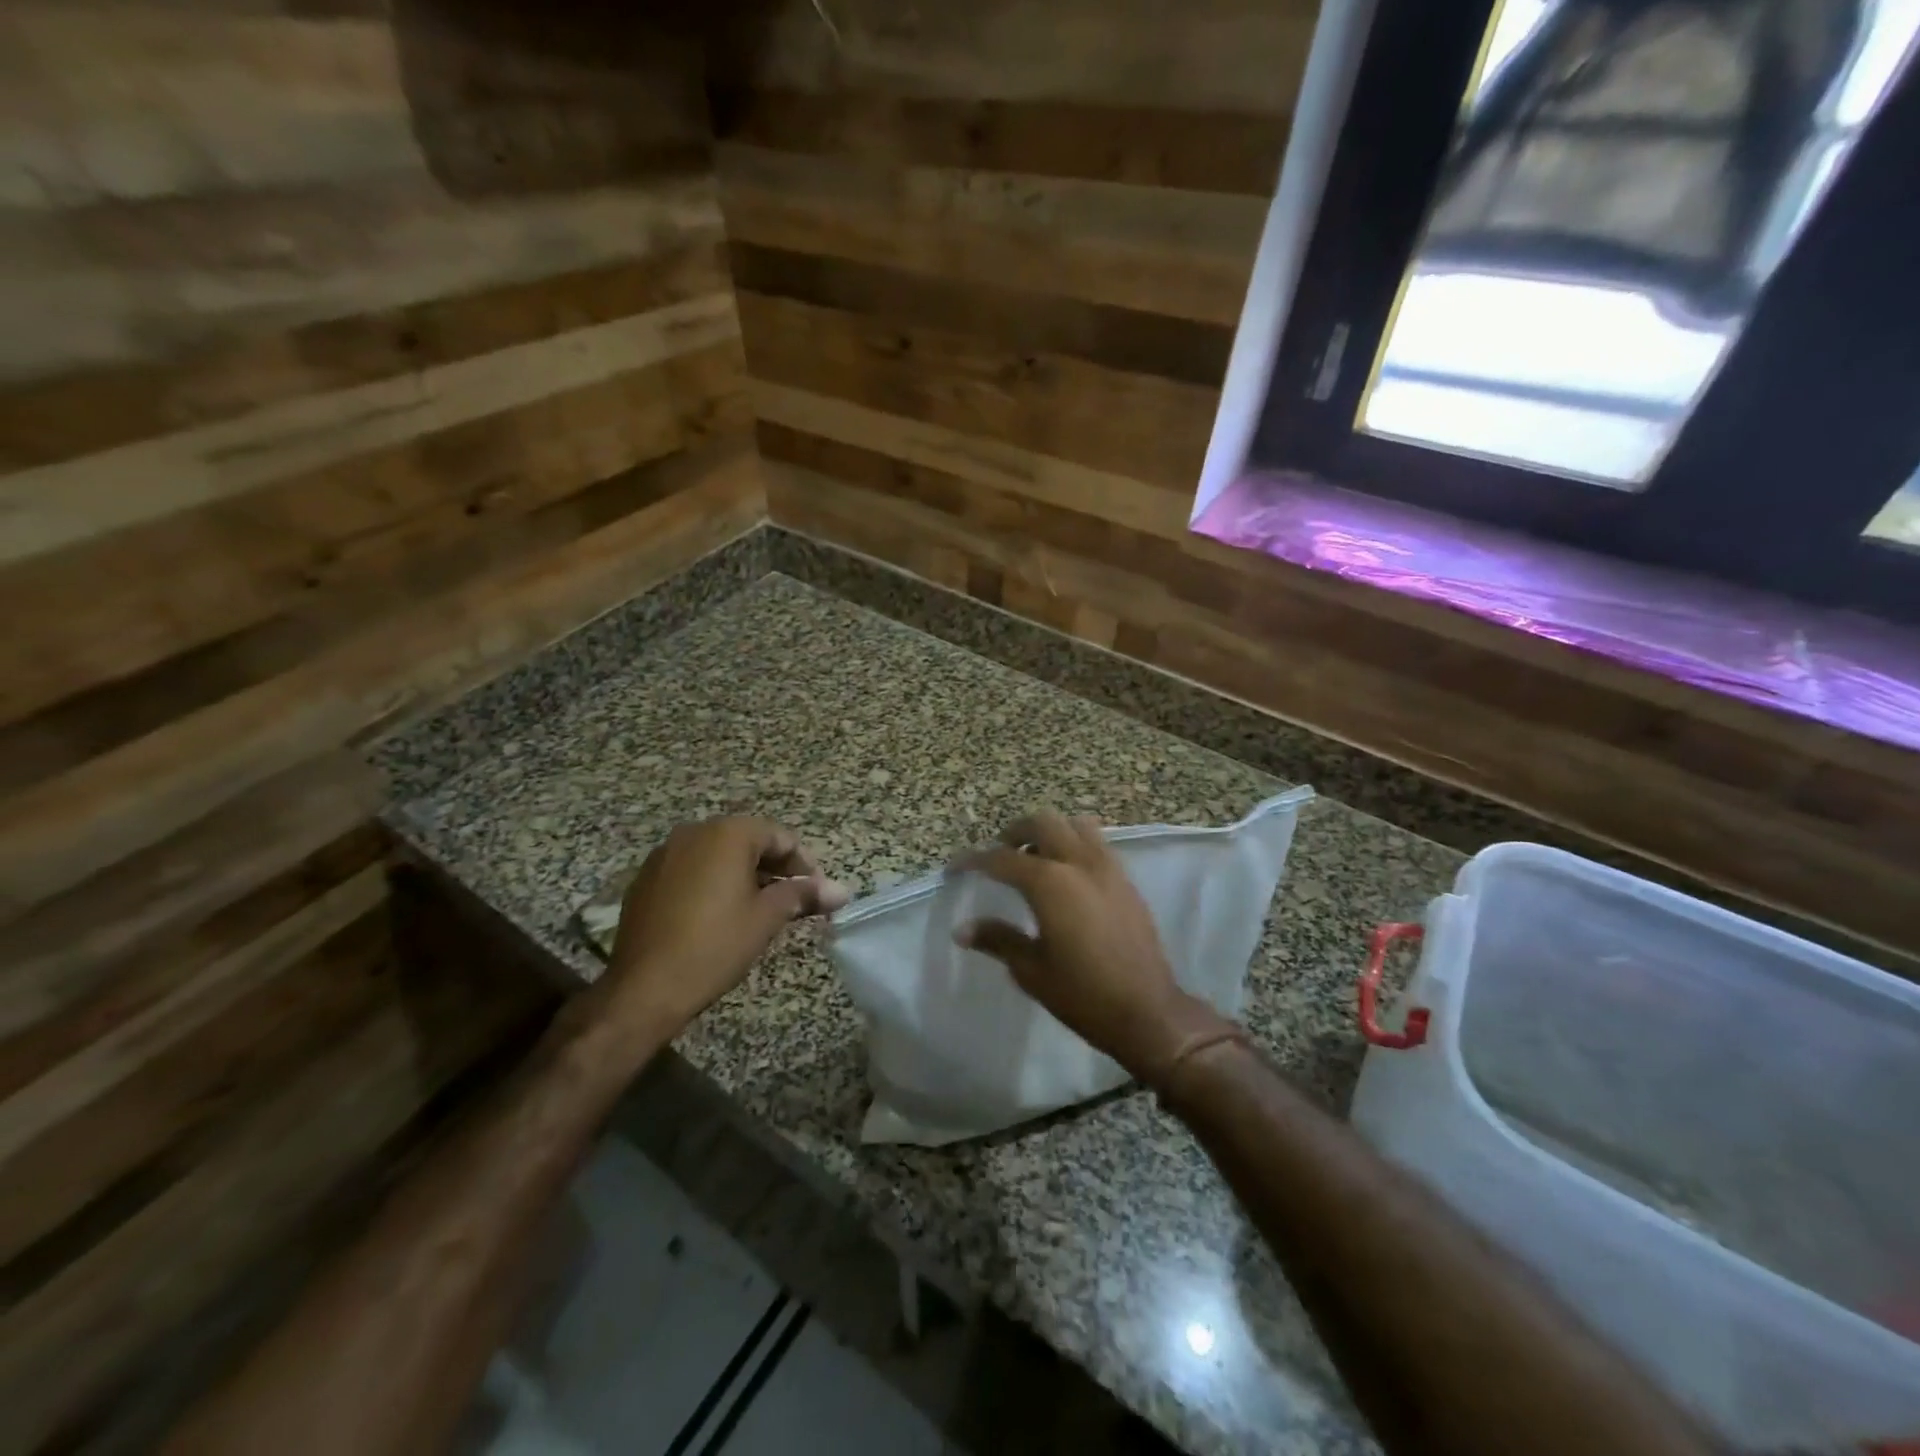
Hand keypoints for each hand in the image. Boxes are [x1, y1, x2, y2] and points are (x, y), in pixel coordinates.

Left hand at [601, 817, 847, 1037]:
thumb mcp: (766, 918)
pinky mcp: (646, 879)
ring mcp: (665, 854)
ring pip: (718, 855)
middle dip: (776, 868)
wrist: (643, 989)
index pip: (779, 836)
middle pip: (748, 841)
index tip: (818, 892)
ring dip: (745, 875)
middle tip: (794, 901)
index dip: (804, 863)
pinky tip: (721, 915)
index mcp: (727, 834)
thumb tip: (841, 890)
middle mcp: (694, 832)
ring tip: (761, 909)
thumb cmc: (714, 946)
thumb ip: (803, 895)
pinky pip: (692, 870)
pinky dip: (713, 883)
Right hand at [958, 810, 1224, 1083]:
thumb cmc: (1082, 994)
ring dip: (1050, 832)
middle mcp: (1079, 863)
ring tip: (1036, 859)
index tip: (956, 868)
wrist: (1147, 1012)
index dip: (974, 860)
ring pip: (1075, 825)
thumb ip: (997, 940)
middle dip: (1015, 832)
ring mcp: (1108, 868)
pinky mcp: (1126, 880)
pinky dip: (1075, 844)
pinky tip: (1067, 877)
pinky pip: (1097, 843)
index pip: (1002, 859)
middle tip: (1000, 855)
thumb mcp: (1031, 970)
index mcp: (1049, 883)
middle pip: (1042, 823)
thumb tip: (962, 929)